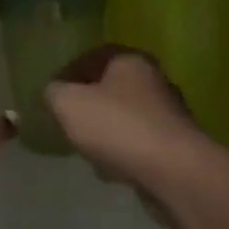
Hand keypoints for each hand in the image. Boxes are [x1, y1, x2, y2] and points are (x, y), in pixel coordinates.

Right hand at [46, 46, 210, 219]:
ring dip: (105, 131)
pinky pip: (139, 143)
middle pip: (110, 87)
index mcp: (129, 61)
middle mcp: (154, 80)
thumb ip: (53, 92)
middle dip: (88, 104)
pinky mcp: (176, 146)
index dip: (68, 72)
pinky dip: (123, 152)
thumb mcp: (67, 103)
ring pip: (124, 117)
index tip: (52, 93)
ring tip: (86, 149)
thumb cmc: (117, 126)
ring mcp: (169, 114)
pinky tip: (111, 169)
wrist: (173, 172)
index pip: (92, 56)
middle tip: (67, 120)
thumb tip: (54, 92)